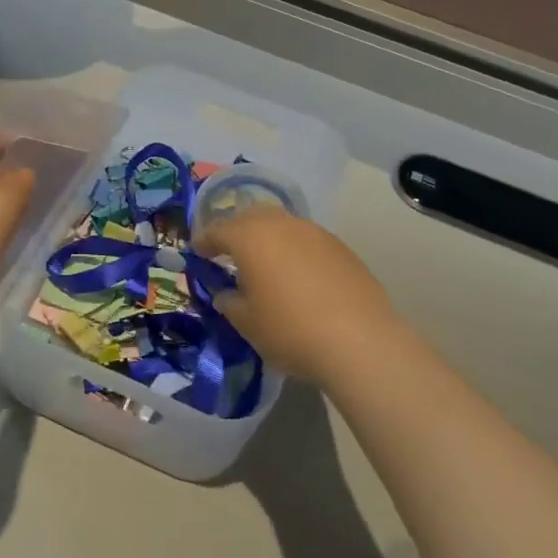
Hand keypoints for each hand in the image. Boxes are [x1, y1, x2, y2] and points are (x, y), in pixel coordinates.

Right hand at [194, 204, 404, 385]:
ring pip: (282, 224)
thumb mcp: (246, 323)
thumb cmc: (290, 330)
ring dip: (267, 237)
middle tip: (228, 251)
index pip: (218, 230)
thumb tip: (227, 293)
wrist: (360, 341)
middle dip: (236, 230)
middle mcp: (282, 225)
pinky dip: (293, 250)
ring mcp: (316, 233)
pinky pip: (306, 240)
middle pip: (251, 216)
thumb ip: (229, 302)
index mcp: (251, 237)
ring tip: (263, 262)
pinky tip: (296, 275)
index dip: (204, 240)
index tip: (197, 251)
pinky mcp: (341, 248)